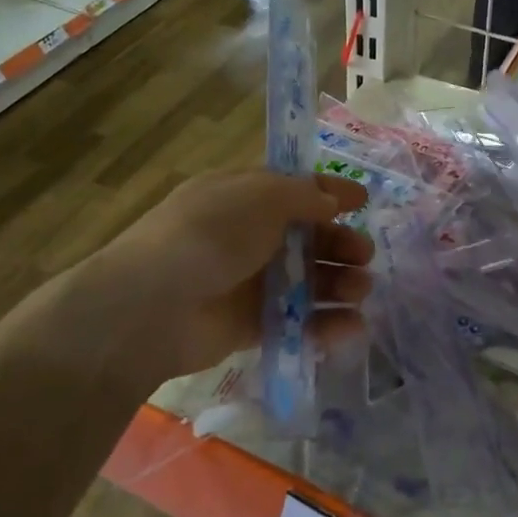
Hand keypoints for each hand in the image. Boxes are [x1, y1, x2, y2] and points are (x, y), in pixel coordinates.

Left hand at [67, 169, 373, 383]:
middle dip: (341, 244)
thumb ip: (302, 196)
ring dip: (339, 284)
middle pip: (307, 238)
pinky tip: (350, 327)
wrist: (153, 306)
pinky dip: (324, 324)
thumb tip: (331, 201)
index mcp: (243, 197)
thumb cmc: (210, 235)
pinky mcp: (250, 326)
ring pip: (306, 281)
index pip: (295, 190)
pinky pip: (296, 322)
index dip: (330, 193)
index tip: (364, 202)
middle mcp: (248, 236)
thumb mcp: (259, 196)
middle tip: (363, 256)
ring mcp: (249, 282)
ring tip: (361, 291)